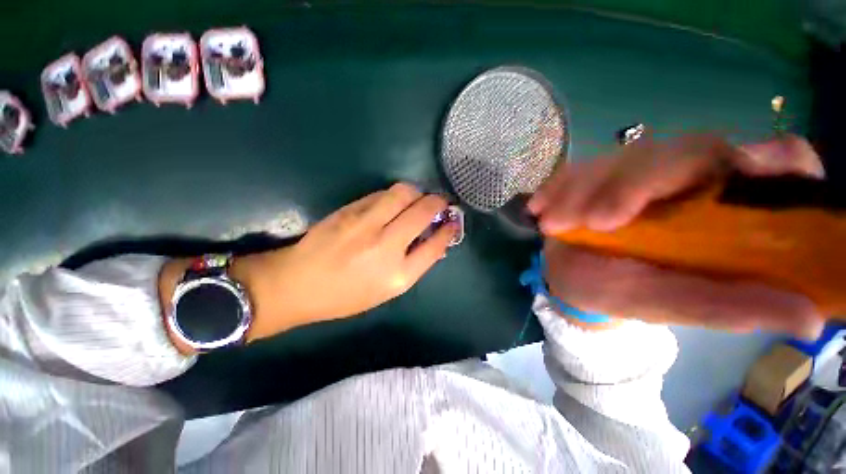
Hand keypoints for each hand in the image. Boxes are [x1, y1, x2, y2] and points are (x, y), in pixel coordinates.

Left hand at [234, 183, 456, 341]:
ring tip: (417, 199)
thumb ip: (413, 264)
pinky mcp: (350, 210)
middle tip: (440, 203)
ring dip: (418, 193)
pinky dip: (395, 195)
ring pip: (404, 192)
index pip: (436, 244)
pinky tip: (394, 203)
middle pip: (423, 211)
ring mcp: (366, 224)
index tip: (452, 222)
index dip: (449, 230)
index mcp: (398, 275)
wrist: (297, 284)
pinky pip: (382, 194)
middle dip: (439, 202)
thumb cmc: (346, 295)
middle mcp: (386, 246)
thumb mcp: (386, 290)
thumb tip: (433, 241)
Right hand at [528, 134, 826, 338]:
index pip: (774, 162)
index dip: (772, 160)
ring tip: (552, 224)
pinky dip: (556, 187)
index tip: (746, 171)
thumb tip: (811, 316)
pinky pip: (575, 170)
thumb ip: (733, 306)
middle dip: (634, 184)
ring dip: (583, 190)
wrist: (573, 281)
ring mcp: (635, 173)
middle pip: (681, 152)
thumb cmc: (625, 295)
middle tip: (595, 221)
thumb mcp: (676, 305)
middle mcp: (688, 178)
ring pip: (619, 160)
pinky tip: (539, 207)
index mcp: (725, 207)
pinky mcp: (594, 176)